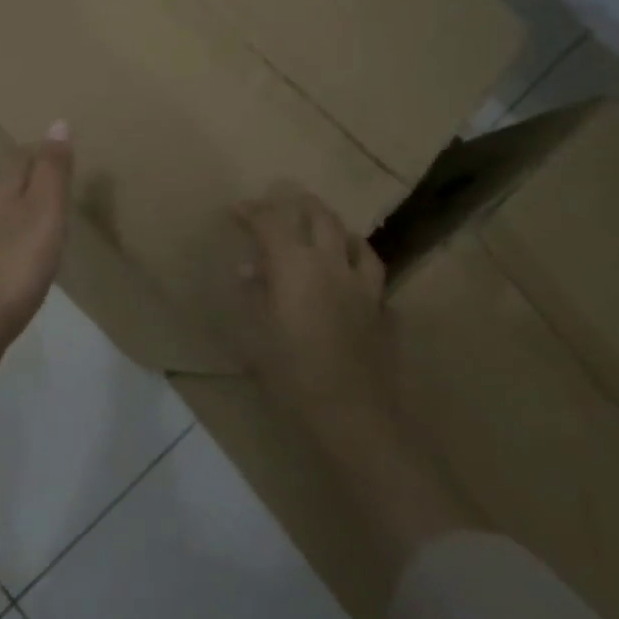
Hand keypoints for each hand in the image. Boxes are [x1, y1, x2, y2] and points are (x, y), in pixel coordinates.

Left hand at [0, 122, 73, 368]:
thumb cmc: (13, 265)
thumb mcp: (43, 213)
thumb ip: (52, 172)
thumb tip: (57, 122)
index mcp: (1, 196)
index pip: (18, 160)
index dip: (38, 150)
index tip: (58, 148)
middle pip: (6, 187)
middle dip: (28, 178)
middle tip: (56, 179)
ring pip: (0, 218)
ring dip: (21, 211)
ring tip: (45, 217)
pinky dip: (15, 243)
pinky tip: (24, 259)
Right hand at [232, 185, 388, 416]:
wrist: (352, 415)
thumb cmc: (292, 375)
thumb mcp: (257, 334)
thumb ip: (255, 296)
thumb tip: (250, 272)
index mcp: (294, 266)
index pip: (271, 222)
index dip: (252, 211)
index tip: (237, 210)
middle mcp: (331, 264)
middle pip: (318, 216)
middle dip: (297, 204)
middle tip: (280, 203)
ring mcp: (363, 285)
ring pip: (352, 239)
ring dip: (332, 227)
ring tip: (321, 230)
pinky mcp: (382, 308)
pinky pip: (371, 271)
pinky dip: (356, 261)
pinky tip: (350, 275)